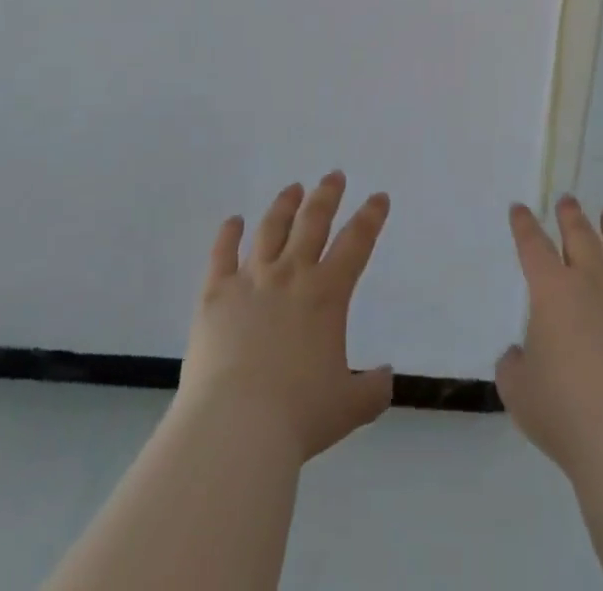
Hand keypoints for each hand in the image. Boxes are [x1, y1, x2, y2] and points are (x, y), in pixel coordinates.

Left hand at [176, 171, 393, 463]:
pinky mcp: (216, 294)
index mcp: (327, 294)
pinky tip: (233, 220)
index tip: (379, 197)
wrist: (236, 426)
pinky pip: (222, 254)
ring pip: (271, 229)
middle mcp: (291, 275)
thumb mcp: (349, 407)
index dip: (371, 216)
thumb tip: (386, 376)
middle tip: (334, 176)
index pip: (357, 242)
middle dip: (327, 195)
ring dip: (284, 205)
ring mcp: (251, 280)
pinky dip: (228, 234)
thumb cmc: (298, 416)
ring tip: (293, 189)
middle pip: (313, 221)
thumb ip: (373, 389)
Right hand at [496, 196, 602, 475]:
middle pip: (580, 236)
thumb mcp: (518, 393)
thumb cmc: (567, 414)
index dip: (524, 225)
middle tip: (568, 200)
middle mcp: (592, 283)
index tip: (520, 208)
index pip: (533, 247)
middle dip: (571, 215)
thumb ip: (513, 366)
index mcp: (552, 292)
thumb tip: (519, 354)